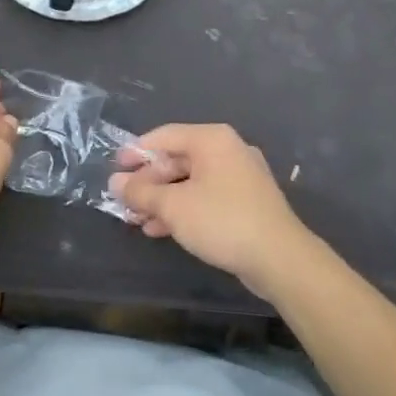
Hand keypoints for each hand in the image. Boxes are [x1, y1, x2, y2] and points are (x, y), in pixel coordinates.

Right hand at [108, 124, 315, 297]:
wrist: (280, 259)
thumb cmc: (222, 221)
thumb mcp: (174, 207)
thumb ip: (141, 193)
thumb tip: (115, 183)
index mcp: (211, 139)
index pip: (164, 136)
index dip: (136, 152)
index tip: (114, 169)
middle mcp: (227, 150)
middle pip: (177, 160)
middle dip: (149, 182)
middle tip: (124, 201)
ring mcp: (240, 176)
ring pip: (191, 182)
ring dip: (162, 199)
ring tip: (137, 220)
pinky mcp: (246, 202)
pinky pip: (206, 197)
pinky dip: (183, 208)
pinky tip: (161, 229)